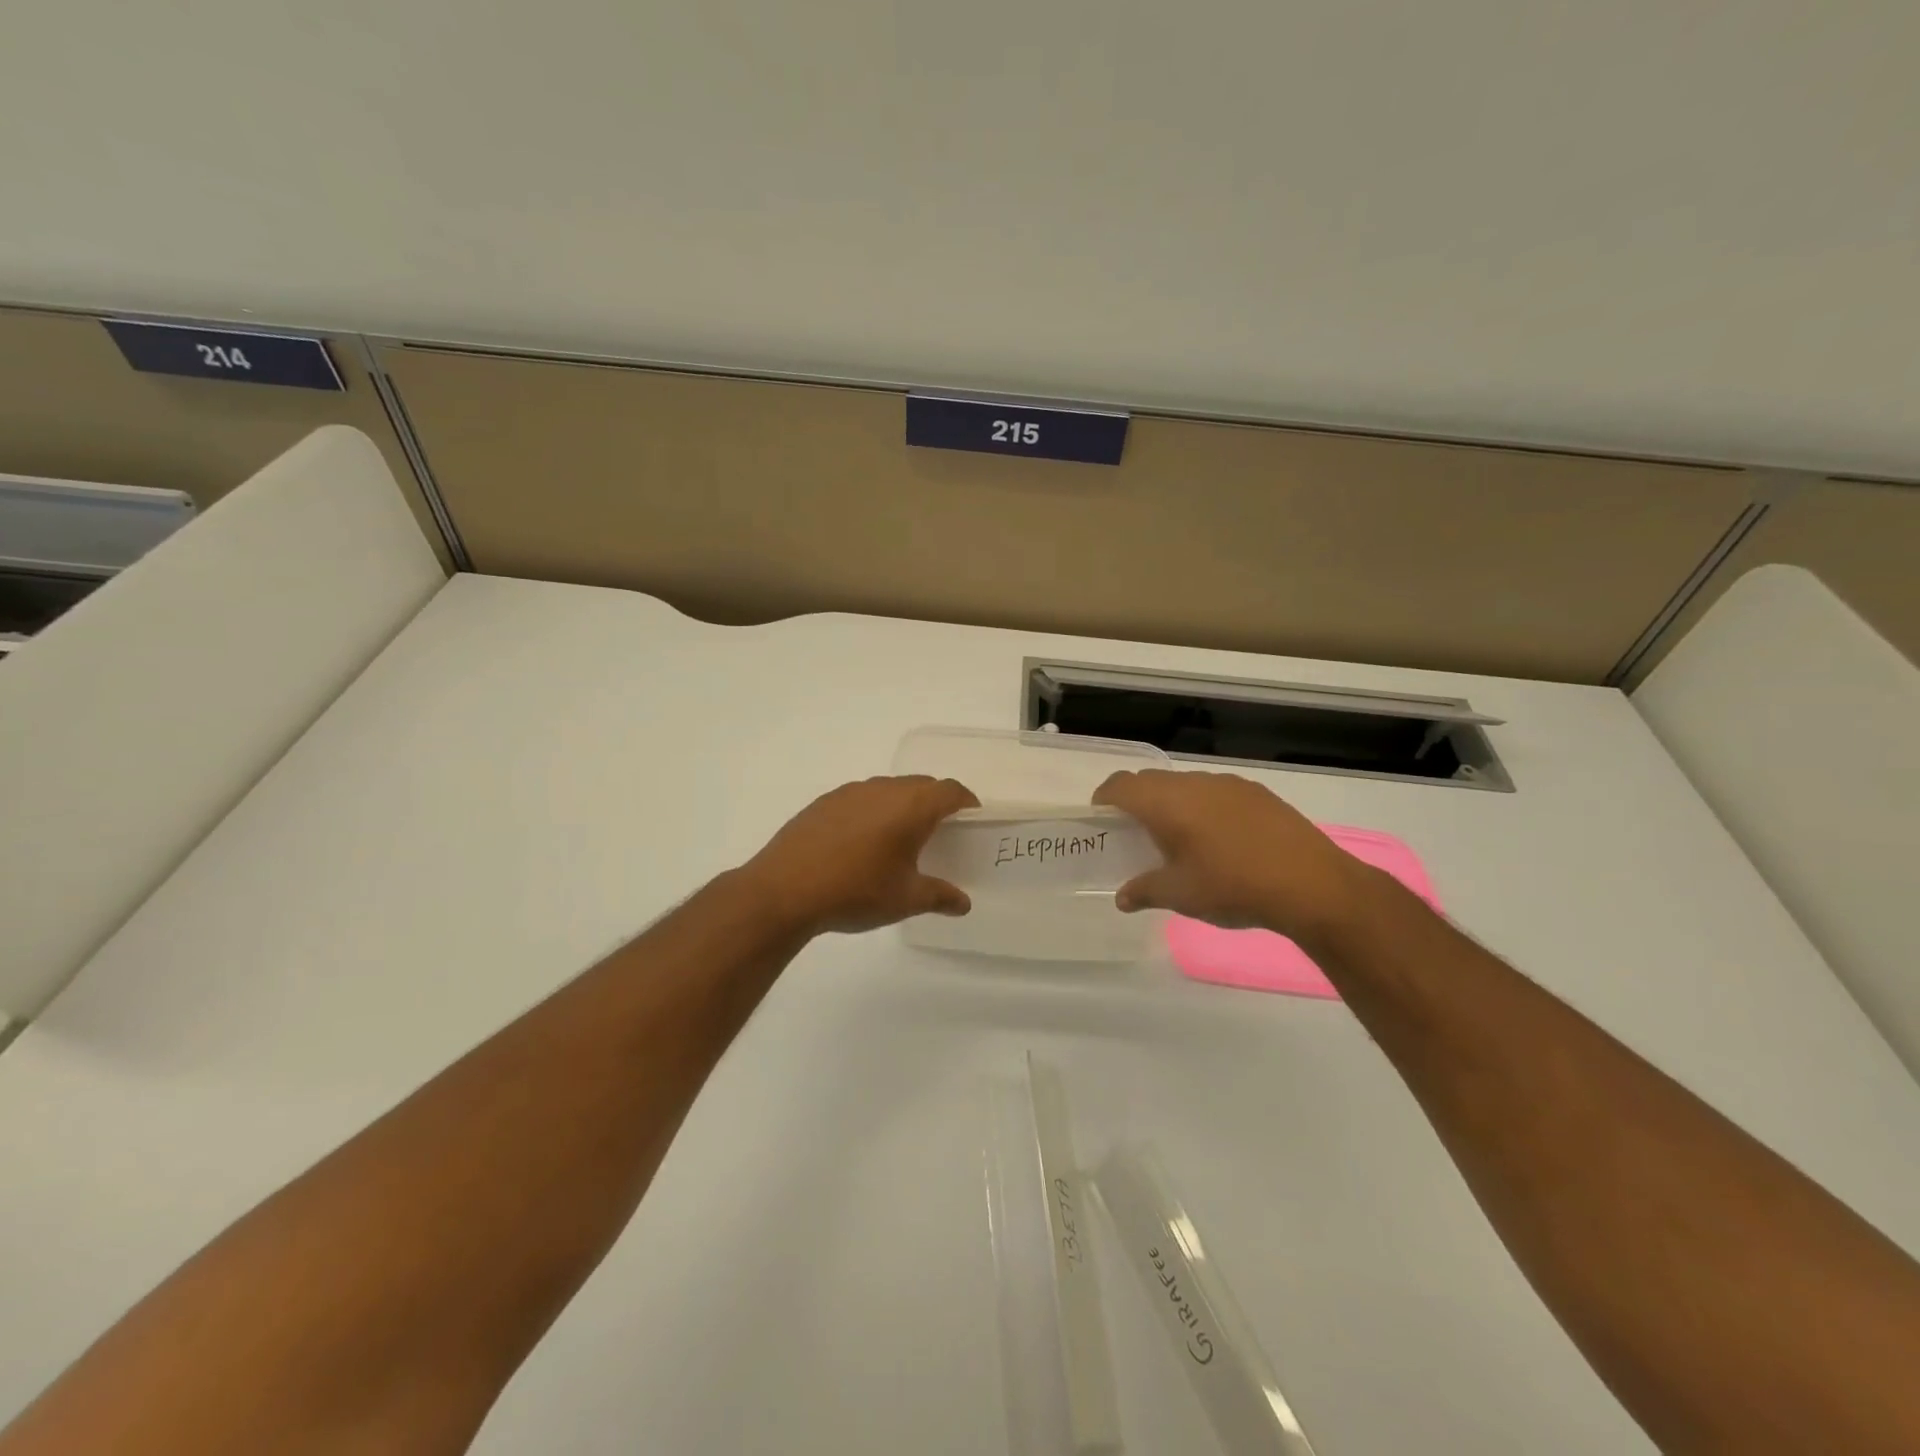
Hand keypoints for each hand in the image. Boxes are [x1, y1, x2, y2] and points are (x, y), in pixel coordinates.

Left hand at [739, 775, 979, 935]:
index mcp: (911, 807)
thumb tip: (963, 904)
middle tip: (941, 830)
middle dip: (936, 801)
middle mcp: (883, 789)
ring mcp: (850, 792)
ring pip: (889, 789)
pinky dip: (873, 811)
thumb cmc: (856, 892)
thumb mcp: (905, 899)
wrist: (784, 890)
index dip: (966, 801)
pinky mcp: (824, 802)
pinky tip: (862, 842)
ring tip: (901, 837)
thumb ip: (939, 897)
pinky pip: (861, 798)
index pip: (950, 791)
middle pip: (921, 785)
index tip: (972, 818)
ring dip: (902, 805)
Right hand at [1092, 769, 1375, 940]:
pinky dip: (1203, 806)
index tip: (1101, 817)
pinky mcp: (1257, 793)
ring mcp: (1228, 784)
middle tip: (1135, 831)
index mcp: (1167, 802)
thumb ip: (1144, 891)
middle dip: (1136, 800)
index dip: (1105, 798)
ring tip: (1179, 837)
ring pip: (1185, 784)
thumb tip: (1122, 898)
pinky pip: (1215, 791)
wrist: (1312, 884)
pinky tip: (1219, 838)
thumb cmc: (1232, 886)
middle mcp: (1193, 783)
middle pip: (1151, 780)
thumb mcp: (1180, 895)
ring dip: (1172, 802)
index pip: (1121, 785)